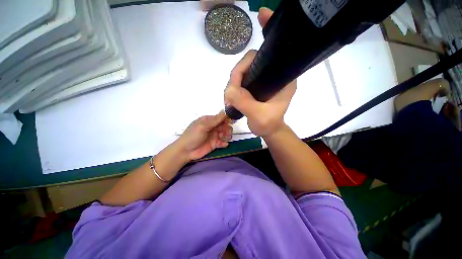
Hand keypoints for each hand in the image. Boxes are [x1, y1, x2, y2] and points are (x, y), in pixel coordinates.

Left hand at [175, 111, 232, 160]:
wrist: (185, 151)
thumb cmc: (193, 136)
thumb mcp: (203, 126)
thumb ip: (215, 120)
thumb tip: (224, 111)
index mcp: (208, 121)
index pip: (220, 118)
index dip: (226, 119)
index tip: (232, 122)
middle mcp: (212, 127)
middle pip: (224, 126)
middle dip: (227, 129)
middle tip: (227, 133)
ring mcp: (213, 136)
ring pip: (225, 133)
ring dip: (227, 135)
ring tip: (226, 138)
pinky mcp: (214, 144)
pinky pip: (222, 142)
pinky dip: (225, 143)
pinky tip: (224, 144)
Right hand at [224, 7, 296, 137]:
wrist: (268, 130)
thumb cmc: (268, 124)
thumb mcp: (259, 116)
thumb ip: (245, 103)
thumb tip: (229, 90)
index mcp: (282, 78)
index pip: (274, 52)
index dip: (268, 32)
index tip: (261, 15)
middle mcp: (272, 75)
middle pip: (251, 61)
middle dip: (237, 74)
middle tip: (231, 92)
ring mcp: (261, 80)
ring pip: (242, 71)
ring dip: (233, 83)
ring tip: (230, 98)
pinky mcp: (253, 86)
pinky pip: (240, 80)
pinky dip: (233, 86)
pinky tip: (231, 96)